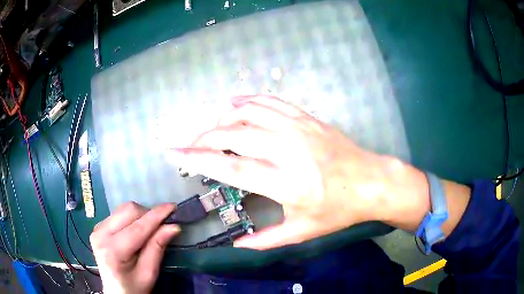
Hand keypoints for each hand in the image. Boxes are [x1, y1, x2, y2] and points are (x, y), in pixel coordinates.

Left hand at [90, 202, 179, 293]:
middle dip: (148, 215)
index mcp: (113, 250)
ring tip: (150, 230)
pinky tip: (136, 231)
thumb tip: (173, 227)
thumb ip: (157, 248)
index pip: (138, 227)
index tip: (173, 207)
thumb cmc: (134, 287)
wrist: (116, 292)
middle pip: (128, 211)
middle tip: (162, 225)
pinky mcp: (98, 227)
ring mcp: (97, 229)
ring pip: (123, 209)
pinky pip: (118, 214)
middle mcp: (101, 234)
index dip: (156, 215)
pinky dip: (132, 219)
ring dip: (140, 216)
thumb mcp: (149, 273)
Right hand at [166, 95, 430, 249]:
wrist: (371, 182)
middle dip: (204, 138)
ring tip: (209, 129)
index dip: (197, 159)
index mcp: (286, 182)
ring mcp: (298, 128)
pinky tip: (234, 102)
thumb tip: (238, 245)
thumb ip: (267, 240)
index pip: (231, 166)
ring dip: (222, 118)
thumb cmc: (340, 210)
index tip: (174, 153)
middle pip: (234, 134)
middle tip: (190, 145)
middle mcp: (288, 149)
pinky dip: (248, 99)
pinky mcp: (307, 118)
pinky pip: (272, 101)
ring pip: (249, 112)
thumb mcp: (303, 232)